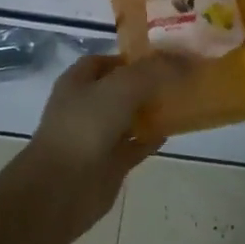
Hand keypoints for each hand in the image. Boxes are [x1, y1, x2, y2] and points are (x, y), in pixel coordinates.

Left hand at [17, 51, 186, 237]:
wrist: (62, 187)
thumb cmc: (86, 125)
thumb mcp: (122, 87)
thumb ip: (152, 71)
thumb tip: (181, 59)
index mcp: (78, 82)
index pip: (105, 61)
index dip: (131, 57)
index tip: (162, 56)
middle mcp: (86, 106)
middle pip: (120, 89)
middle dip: (146, 83)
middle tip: (178, 77)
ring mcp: (97, 136)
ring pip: (129, 118)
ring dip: (151, 111)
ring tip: (181, 101)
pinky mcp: (109, 163)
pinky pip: (135, 145)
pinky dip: (151, 139)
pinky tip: (172, 131)